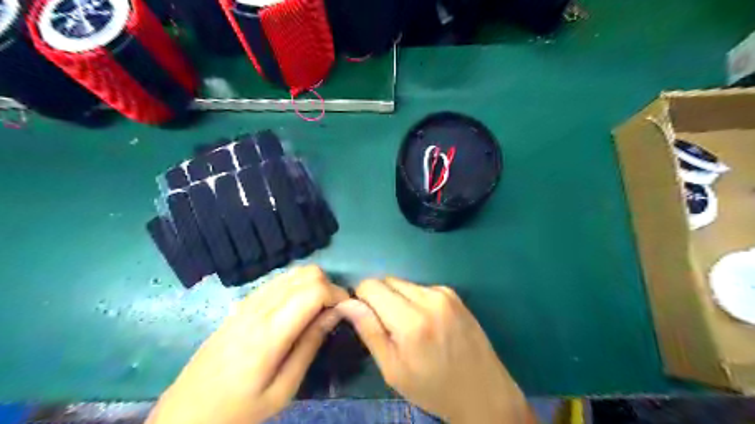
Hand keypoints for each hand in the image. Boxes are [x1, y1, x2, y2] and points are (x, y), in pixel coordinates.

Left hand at [146, 265, 349, 423]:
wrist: (188, 412)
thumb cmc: (239, 409)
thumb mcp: (283, 389)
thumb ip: (310, 345)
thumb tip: (336, 313)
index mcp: (270, 333)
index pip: (313, 290)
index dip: (337, 294)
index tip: (346, 311)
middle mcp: (259, 308)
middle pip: (307, 274)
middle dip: (329, 286)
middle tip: (333, 312)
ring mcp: (248, 302)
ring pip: (293, 272)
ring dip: (313, 283)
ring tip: (318, 309)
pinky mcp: (242, 303)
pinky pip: (278, 280)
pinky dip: (296, 285)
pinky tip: (296, 308)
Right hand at [333, 278, 532, 423]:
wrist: (482, 391)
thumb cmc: (432, 387)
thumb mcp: (393, 369)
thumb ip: (369, 331)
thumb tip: (346, 303)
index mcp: (411, 321)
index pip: (371, 286)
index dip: (361, 298)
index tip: (366, 317)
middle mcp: (428, 298)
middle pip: (387, 280)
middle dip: (379, 298)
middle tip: (388, 327)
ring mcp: (443, 293)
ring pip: (403, 283)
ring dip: (397, 299)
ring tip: (409, 326)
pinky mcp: (453, 293)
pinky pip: (420, 287)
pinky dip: (415, 299)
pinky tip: (426, 322)